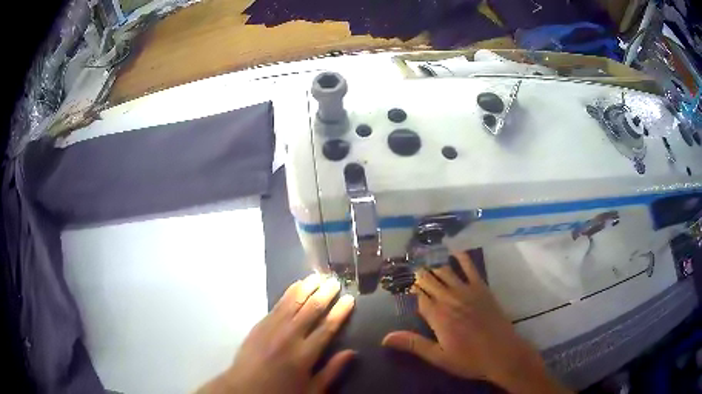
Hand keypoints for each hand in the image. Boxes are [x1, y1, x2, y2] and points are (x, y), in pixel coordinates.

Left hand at [198, 274, 355, 393]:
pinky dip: (289, 293)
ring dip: (307, 288)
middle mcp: (289, 336)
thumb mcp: (312, 390)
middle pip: (311, 309)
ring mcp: (272, 328)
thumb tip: (351, 352)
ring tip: (318, 276)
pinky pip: (277, 304)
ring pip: (293, 302)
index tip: (349, 298)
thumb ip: (332, 371)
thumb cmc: (281, 392)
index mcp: (305, 354)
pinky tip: (296, 285)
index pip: (327, 327)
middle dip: (325, 294)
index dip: (340, 312)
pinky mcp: (260, 324)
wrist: (244, 388)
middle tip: (335, 282)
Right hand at [382, 252, 569, 393]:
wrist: (502, 353)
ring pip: (446, 272)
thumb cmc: (469, 359)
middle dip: (420, 276)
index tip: (405, 285)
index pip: (419, 297)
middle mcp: (450, 299)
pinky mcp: (482, 289)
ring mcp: (467, 291)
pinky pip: (470, 269)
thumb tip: (385, 337)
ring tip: (425, 258)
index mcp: (438, 316)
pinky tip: (455, 252)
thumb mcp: (438, 357)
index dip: (412, 290)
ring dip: (434, 265)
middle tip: (412, 269)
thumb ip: (413, 344)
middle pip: (430, 282)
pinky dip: (462, 258)